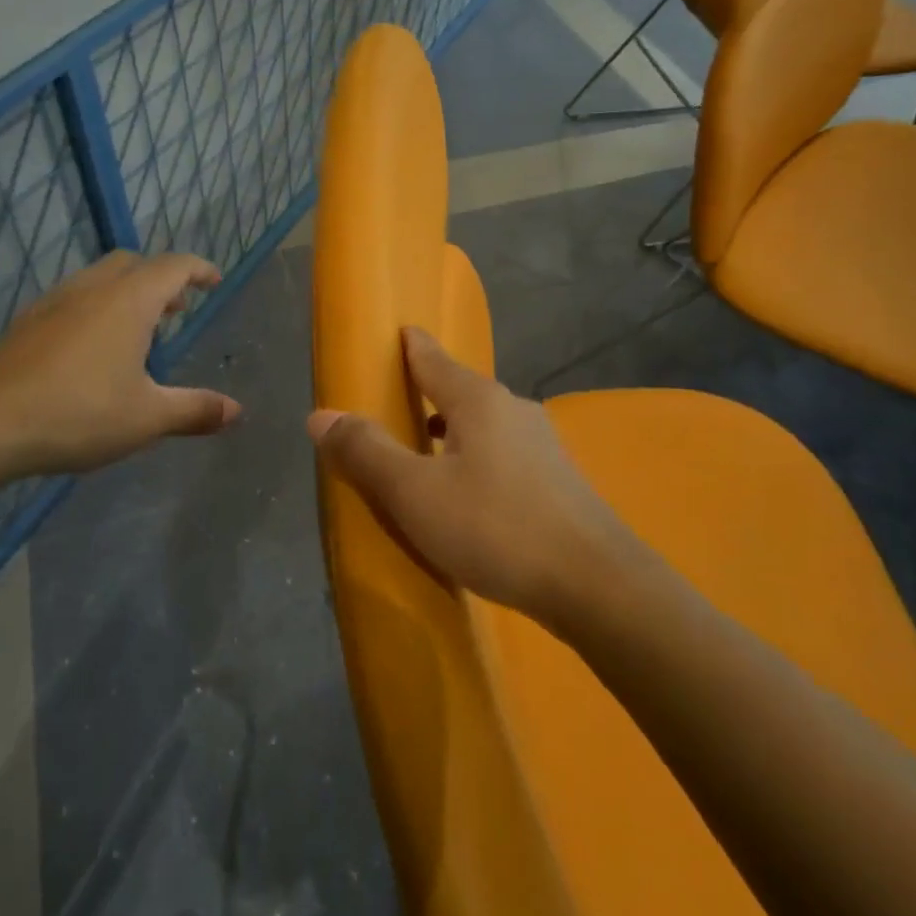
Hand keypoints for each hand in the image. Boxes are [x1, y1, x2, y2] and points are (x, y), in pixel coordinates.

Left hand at [0, 251, 241, 476]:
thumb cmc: (79, 413)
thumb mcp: (147, 417)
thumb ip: (194, 410)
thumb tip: (236, 412)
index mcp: (129, 301)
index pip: (173, 267)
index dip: (198, 270)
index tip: (214, 280)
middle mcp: (92, 290)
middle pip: (133, 263)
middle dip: (160, 278)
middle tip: (176, 308)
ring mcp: (53, 304)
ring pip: (98, 278)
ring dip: (126, 291)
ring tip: (137, 327)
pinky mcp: (26, 324)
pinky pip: (72, 299)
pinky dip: (95, 307)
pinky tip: (91, 347)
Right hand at [306, 327, 638, 620]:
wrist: (595, 584)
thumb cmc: (495, 527)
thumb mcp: (414, 493)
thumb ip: (366, 451)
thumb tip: (320, 415)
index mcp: (477, 400)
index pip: (433, 359)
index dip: (411, 345)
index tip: (399, 331)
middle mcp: (513, 410)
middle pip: (460, 390)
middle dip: (429, 391)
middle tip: (397, 401)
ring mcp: (542, 444)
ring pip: (484, 424)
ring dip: (453, 429)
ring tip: (427, 449)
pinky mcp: (558, 480)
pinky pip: (503, 453)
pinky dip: (476, 457)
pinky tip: (470, 491)